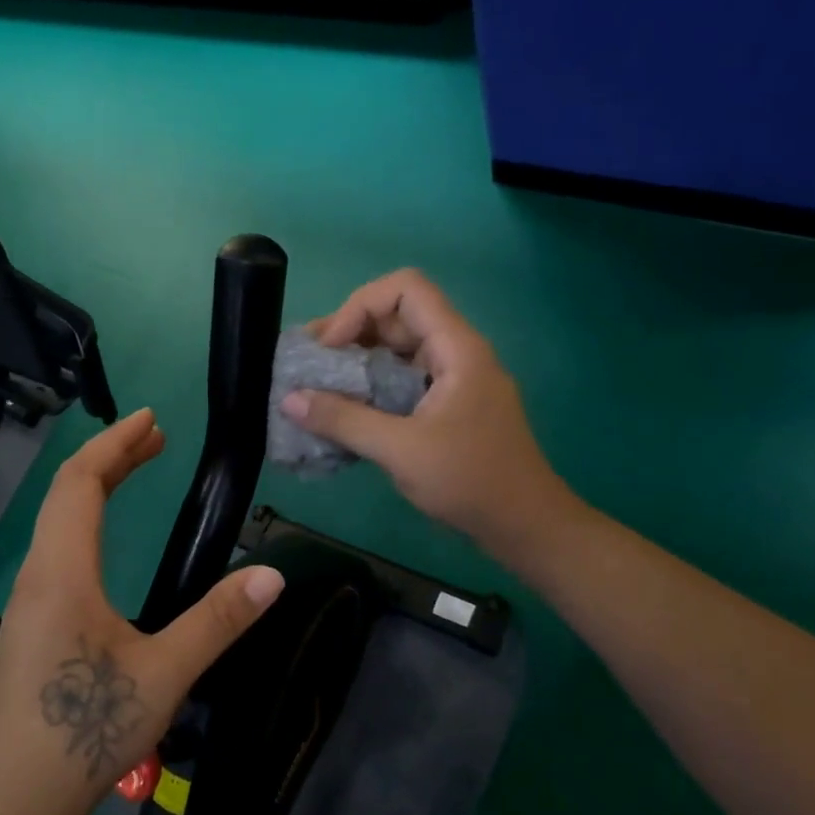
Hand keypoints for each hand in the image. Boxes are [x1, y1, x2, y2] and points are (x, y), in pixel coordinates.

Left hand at [0, 408, 284, 814]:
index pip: (81, 482)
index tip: (151, 419)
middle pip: (65, 492)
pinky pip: (55, 547)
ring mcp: (27, 600)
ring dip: (95, 486)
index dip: (114, 444)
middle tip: (155, 438)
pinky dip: (85, 518)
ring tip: (135, 471)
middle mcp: (37, 574)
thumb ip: (218, 621)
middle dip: (109, 456)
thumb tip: (274, 574)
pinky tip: (105, 540)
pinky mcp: (28, 624)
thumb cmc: (87, 731)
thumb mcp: (165, 674)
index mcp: (63, 571)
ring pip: (56, 520)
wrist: (15, 801)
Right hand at [281, 269, 574, 555]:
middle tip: (310, 363)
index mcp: (456, 348)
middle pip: (398, 315)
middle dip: (349, 332)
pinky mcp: (447, 404)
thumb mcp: (400, 450)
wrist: (525, 525)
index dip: (360, 306)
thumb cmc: (470, 481)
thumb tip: (289, 399)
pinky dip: (371, 384)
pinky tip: (344, 410)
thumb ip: (343, 420)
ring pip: (398, 348)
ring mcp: (453, 378)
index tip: (331, 347)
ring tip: (316, 385)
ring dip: (357, 359)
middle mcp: (456, 352)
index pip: (406, 289)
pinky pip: (403, 377)